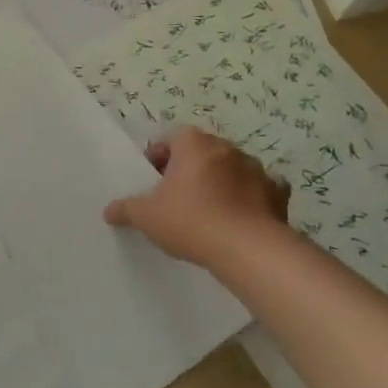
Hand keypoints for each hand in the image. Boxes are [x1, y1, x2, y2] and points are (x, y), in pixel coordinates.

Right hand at [104, 126, 290, 266]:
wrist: (249, 250)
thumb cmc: (191, 221)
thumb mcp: (146, 216)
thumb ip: (126, 209)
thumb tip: (109, 210)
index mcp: (194, 144)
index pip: (172, 137)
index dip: (159, 156)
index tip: (152, 179)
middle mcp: (227, 148)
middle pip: (202, 151)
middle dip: (188, 168)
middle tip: (175, 195)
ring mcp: (256, 169)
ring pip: (231, 168)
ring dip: (219, 181)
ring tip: (207, 210)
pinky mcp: (277, 193)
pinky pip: (260, 188)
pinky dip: (250, 197)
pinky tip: (240, 216)